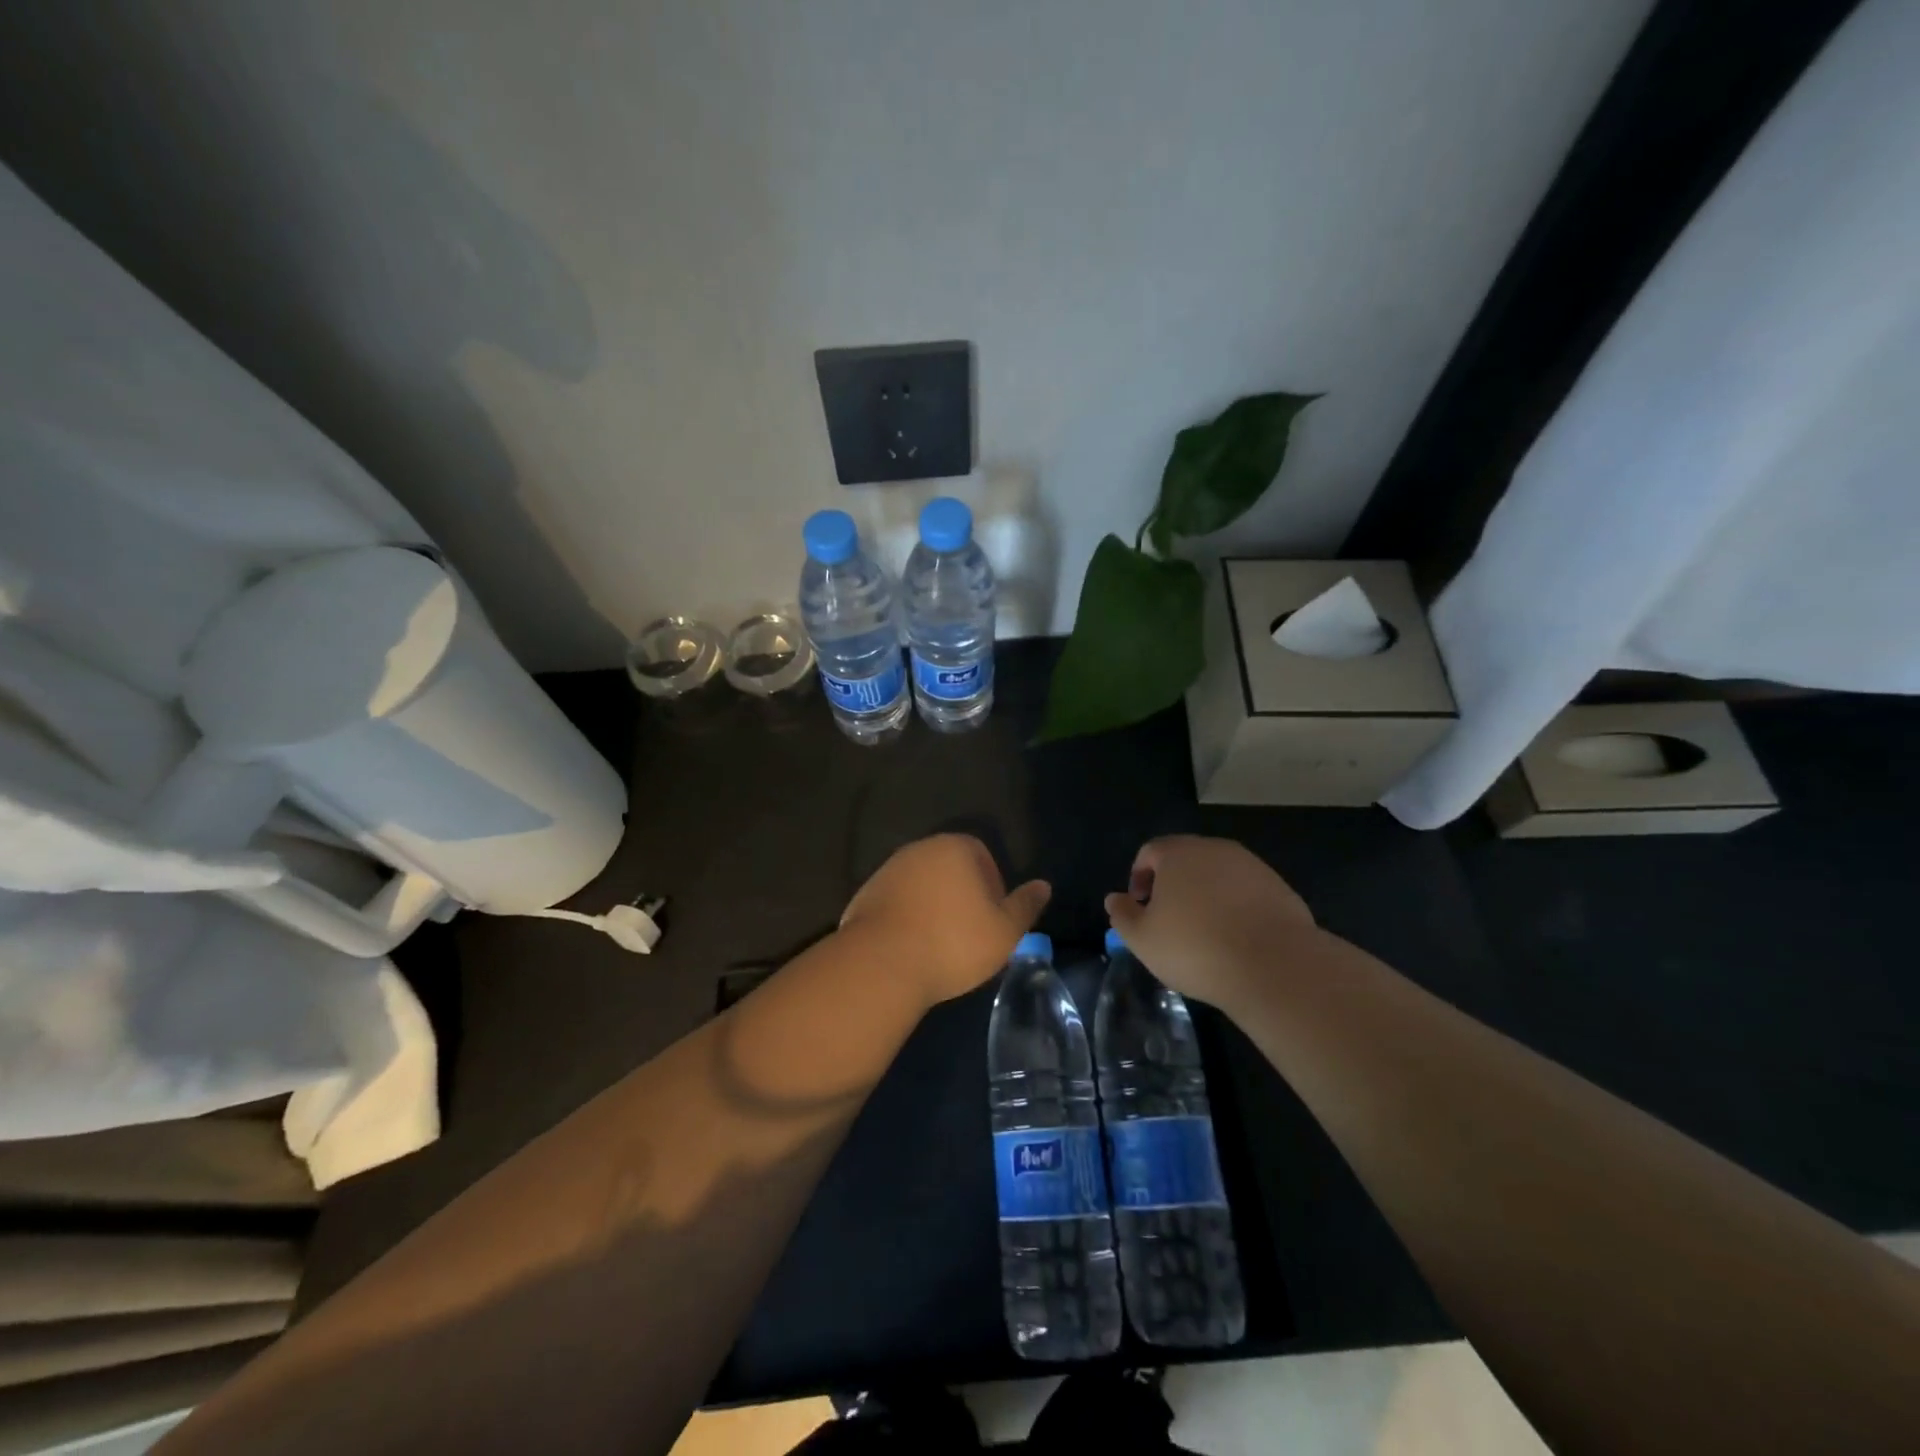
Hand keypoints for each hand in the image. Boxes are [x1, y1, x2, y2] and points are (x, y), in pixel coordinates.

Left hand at [841, 834, 1050, 1007]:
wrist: (881, 964)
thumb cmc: (952, 943)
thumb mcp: (1004, 931)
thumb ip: (1025, 906)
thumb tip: (1043, 886)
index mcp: (954, 847)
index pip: (982, 854)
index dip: (993, 886)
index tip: (993, 919)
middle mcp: (918, 850)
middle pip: (950, 868)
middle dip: (962, 896)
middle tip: (970, 934)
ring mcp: (887, 871)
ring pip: (922, 885)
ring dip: (933, 907)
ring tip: (940, 944)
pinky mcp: (865, 895)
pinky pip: (896, 903)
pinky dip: (907, 919)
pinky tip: (911, 948)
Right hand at [1104, 836, 1318, 1008]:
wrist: (1274, 966)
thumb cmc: (1195, 948)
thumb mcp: (1143, 939)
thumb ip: (1122, 915)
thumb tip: (1114, 899)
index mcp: (1178, 853)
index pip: (1150, 852)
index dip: (1139, 877)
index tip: (1141, 906)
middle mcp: (1215, 849)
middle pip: (1185, 860)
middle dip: (1173, 885)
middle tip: (1169, 920)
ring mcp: (1252, 866)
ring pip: (1217, 875)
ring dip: (1206, 896)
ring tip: (1204, 933)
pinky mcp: (1280, 887)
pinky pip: (1246, 892)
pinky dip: (1235, 908)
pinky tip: (1235, 939)